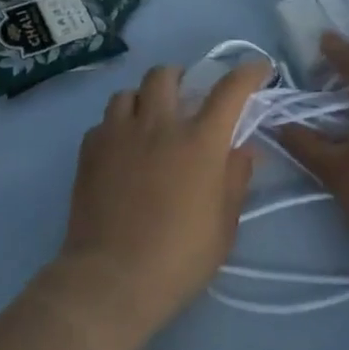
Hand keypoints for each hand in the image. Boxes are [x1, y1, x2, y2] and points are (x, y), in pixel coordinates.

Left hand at [52, 60, 268, 343]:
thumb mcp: (224, 225)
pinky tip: (121, 150)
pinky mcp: (90, 150)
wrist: (111, 281)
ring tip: (148, 121)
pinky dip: (116, 128)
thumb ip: (235, 179)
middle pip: (167, 75)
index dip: (248, 72)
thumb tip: (242, 149)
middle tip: (186, 98)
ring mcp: (119, 134)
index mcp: (200, 141)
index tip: (259, 68)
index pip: (230, 89)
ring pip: (129, 92)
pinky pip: (104, 122)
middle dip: (181, 78)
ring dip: (144, 100)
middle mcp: (159, 124)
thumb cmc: (178, 258)